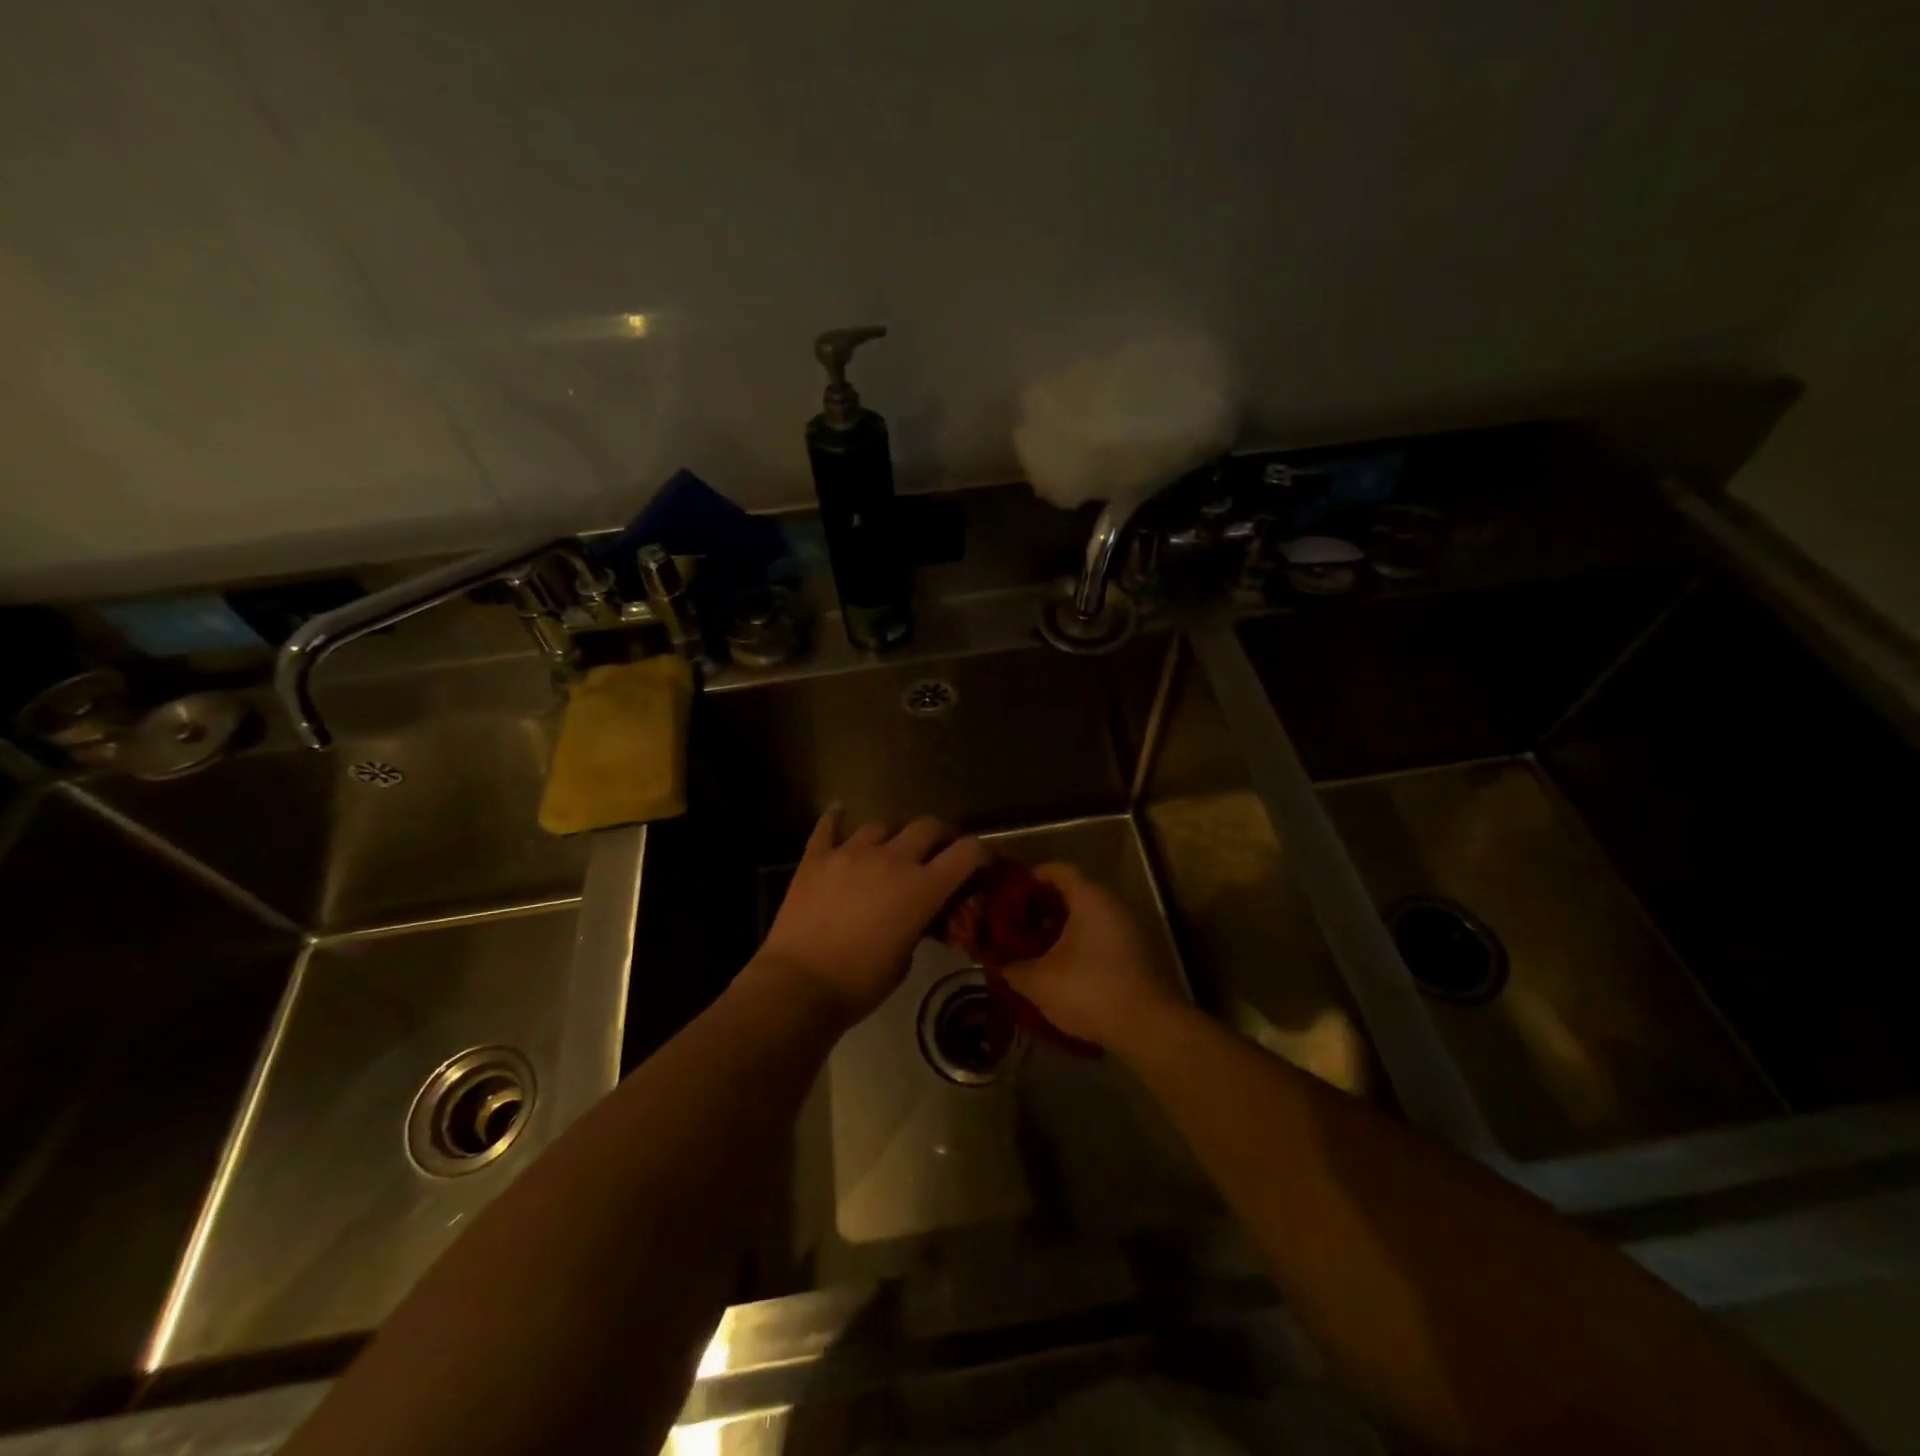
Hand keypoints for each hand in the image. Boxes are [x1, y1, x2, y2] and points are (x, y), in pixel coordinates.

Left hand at [756, 807, 989, 1024]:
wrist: (799, 986)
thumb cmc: (860, 983)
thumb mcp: (906, 959)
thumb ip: (919, 924)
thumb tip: (918, 913)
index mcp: (921, 888)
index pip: (967, 852)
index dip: (981, 852)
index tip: (981, 861)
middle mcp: (891, 859)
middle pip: (927, 826)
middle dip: (940, 835)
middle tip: (938, 849)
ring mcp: (850, 853)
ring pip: (882, 825)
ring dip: (892, 835)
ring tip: (888, 848)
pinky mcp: (816, 858)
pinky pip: (828, 826)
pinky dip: (836, 818)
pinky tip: (839, 811)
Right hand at [999, 863, 1184, 1056]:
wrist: (1148, 1027)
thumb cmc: (1089, 990)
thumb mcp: (1039, 982)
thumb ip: (1012, 968)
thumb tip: (995, 963)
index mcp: (1089, 898)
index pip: (1057, 870)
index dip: (1031, 877)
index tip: (1008, 892)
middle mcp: (1112, 905)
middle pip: (1072, 893)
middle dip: (1041, 906)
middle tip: (1015, 922)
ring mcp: (1128, 929)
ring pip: (1087, 916)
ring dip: (1060, 928)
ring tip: (1033, 946)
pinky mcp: (1136, 954)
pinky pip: (1099, 936)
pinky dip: (1078, 943)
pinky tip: (1060, 967)